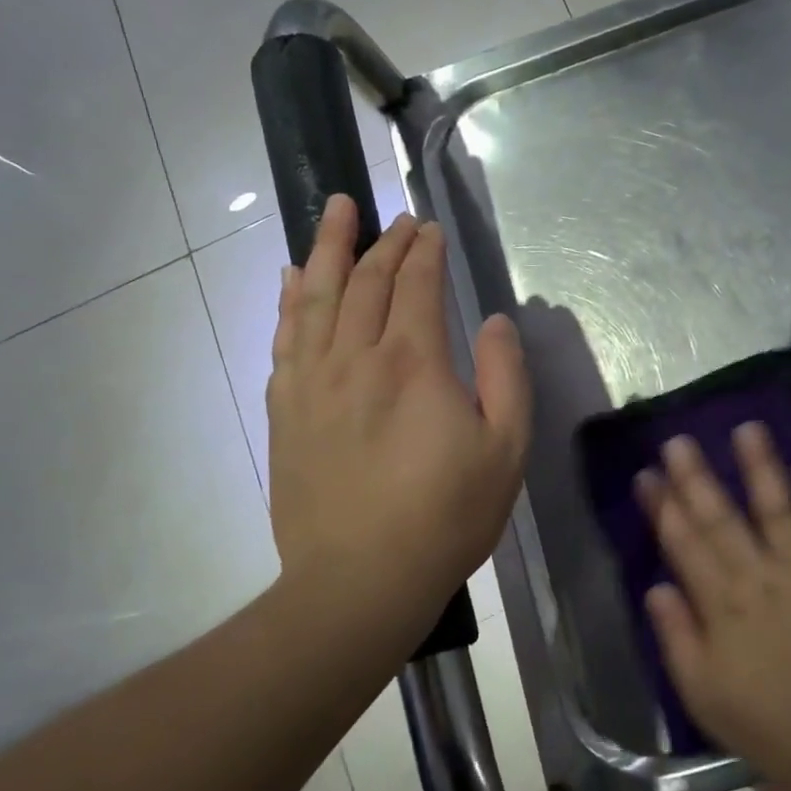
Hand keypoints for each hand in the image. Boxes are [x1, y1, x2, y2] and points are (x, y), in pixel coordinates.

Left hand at [267, 196, 531, 645]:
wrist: (361, 579)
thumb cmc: (446, 517)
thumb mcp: (505, 451)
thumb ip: (505, 377)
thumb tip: (493, 323)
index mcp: (414, 363)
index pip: (417, 285)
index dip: (425, 252)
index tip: (430, 228)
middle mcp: (356, 358)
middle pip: (367, 282)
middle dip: (384, 241)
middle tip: (395, 216)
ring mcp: (312, 382)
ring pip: (317, 297)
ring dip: (329, 249)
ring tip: (335, 211)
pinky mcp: (286, 410)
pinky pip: (285, 338)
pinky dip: (289, 300)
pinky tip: (291, 279)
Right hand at [636, 424, 790, 790]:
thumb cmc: (771, 727)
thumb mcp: (705, 696)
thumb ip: (678, 638)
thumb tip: (656, 587)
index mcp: (723, 607)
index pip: (684, 545)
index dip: (664, 508)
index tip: (648, 474)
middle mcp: (761, 578)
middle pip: (722, 519)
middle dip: (698, 477)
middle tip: (681, 439)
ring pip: (778, 509)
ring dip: (761, 468)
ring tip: (748, 429)